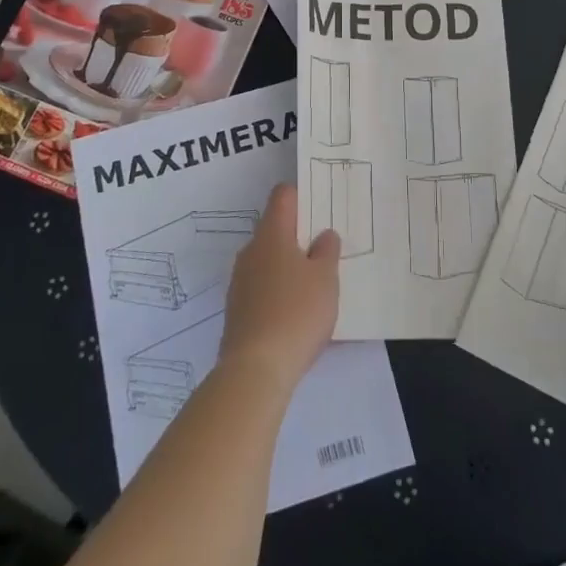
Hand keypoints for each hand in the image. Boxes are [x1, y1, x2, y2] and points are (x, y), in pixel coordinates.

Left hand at [219, 184, 339, 397]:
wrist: (255, 369)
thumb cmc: (296, 313)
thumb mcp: (326, 278)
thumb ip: (327, 251)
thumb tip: (323, 235)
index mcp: (272, 234)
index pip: (283, 196)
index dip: (302, 195)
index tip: (321, 208)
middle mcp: (251, 250)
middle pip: (275, 228)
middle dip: (299, 235)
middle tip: (326, 249)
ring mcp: (240, 281)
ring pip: (268, 260)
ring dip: (289, 265)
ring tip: (315, 284)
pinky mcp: (237, 310)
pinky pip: (262, 288)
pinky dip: (279, 291)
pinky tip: (297, 313)